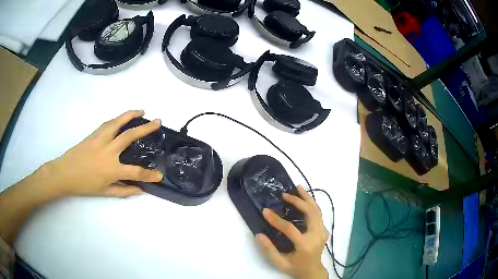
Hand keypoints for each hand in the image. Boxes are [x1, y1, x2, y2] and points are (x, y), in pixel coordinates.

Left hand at [36, 110, 163, 198]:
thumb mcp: (105, 192)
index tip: (159, 175)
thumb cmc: (84, 185)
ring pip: (118, 122)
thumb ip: (124, 191)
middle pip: (130, 136)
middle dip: (146, 128)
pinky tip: (121, 119)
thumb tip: (141, 190)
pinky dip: (117, 119)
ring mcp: (100, 140)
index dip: (149, 174)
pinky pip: (108, 124)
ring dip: (131, 115)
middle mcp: (108, 151)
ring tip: (141, 111)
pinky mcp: (93, 134)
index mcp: (112, 169)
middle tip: (157, 122)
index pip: (136, 172)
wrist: (64, 173)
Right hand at [256, 185, 328, 278]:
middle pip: (310, 213)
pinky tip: (305, 199)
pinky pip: (318, 214)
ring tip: (298, 188)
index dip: (276, 219)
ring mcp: (322, 232)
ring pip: (317, 210)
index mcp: (305, 245)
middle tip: (285, 194)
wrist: (313, 271)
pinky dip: (312, 204)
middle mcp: (316, 236)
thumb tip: (259, 235)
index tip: (265, 211)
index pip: (290, 229)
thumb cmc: (295, 268)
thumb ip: (269, 250)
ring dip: (307, 198)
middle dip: (298, 201)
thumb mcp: (279, 263)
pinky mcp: (324, 230)